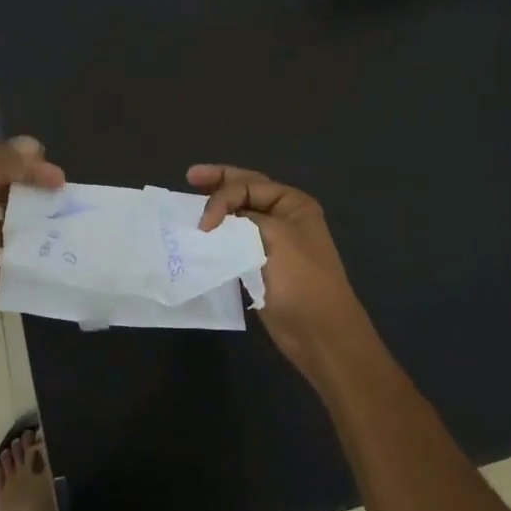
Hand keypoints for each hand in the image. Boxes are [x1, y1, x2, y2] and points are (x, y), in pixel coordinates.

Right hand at [189, 164, 374, 378]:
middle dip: (219, 183)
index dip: (222, 196)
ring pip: (238, 217)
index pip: (249, 184)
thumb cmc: (302, 281)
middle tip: (190, 177)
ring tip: (191, 203)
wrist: (320, 333)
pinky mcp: (260, 265)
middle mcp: (284, 217)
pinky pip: (235, 242)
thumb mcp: (275, 238)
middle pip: (246, 191)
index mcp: (293, 204)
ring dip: (217, 210)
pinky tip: (203, 237)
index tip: (205, 224)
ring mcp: (272, 242)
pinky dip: (219, 236)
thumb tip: (220, 222)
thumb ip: (243, 220)